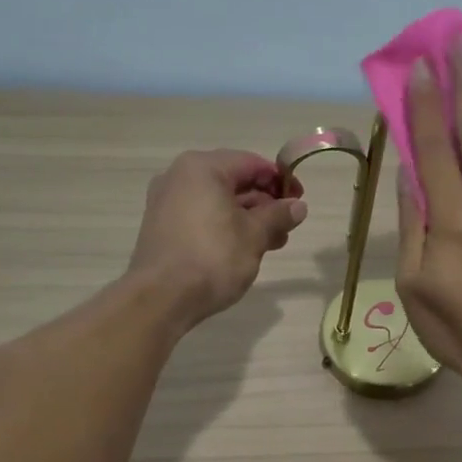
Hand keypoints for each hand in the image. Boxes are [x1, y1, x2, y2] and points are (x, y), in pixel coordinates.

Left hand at [127, 150, 306, 329]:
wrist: (162, 298)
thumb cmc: (213, 257)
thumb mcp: (255, 235)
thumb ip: (278, 215)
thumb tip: (298, 206)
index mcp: (202, 168)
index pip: (252, 163)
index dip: (280, 181)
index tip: (299, 201)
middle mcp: (180, 176)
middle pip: (233, 181)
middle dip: (264, 204)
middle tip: (287, 228)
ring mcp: (167, 201)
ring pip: (218, 202)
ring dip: (248, 218)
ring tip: (272, 243)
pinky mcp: (163, 226)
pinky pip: (202, 216)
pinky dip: (225, 227)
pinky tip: (244, 249)